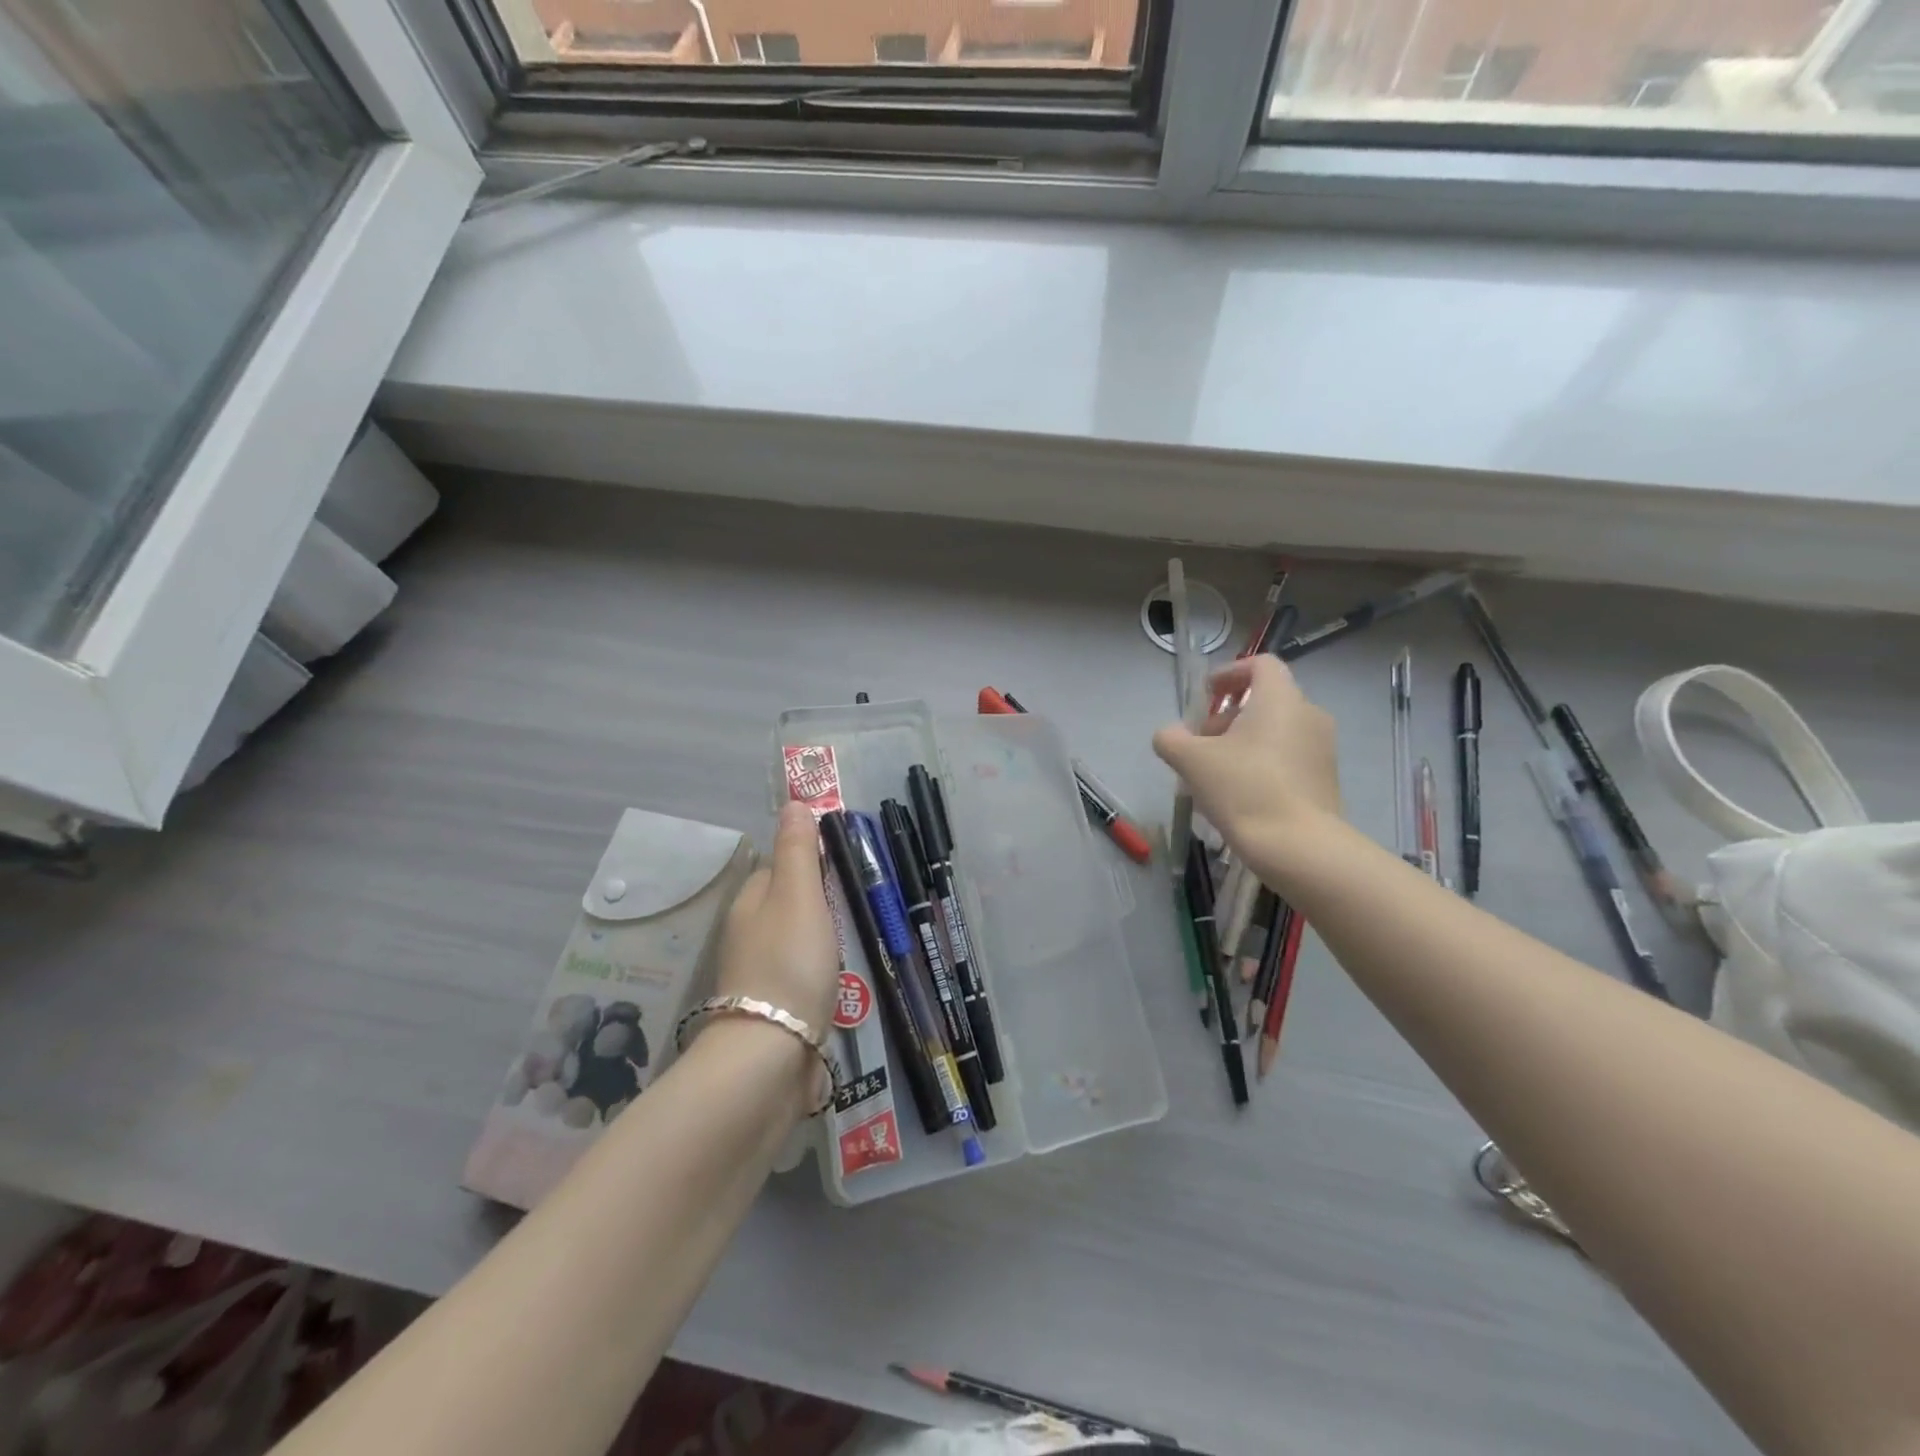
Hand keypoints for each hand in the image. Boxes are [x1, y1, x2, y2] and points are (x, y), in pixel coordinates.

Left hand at [714, 801, 839, 1033]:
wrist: (771, 1056)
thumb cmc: (789, 962)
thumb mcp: (799, 895)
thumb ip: (798, 850)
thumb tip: (793, 802)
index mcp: (750, 903)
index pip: (779, 867)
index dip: (810, 862)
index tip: (846, 866)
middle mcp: (748, 936)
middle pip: (788, 906)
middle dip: (822, 904)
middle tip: (862, 906)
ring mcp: (759, 977)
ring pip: (797, 944)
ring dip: (824, 942)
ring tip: (861, 943)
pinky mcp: (774, 1012)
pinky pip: (802, 979)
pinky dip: (821, 975)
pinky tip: (843, 984)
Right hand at [1153, 655, 1341, 877]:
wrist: (1299, 847)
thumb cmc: (1244, 789)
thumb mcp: (1192, 761)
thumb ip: (1171, 739)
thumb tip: (1168, 735)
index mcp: (1280, 699)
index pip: (1261, 665)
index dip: (1230, 673)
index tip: (1207, 693)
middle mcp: (1308, 715)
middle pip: (1266, 700)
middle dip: (1228, 716)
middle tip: (1201, 742)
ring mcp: (1322, 749)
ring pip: (1277, 731)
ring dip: (1244, 741)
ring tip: (1216, 772)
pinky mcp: (1326, 779)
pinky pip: (1289, 757)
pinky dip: (1263, 762)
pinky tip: (1240, 793)